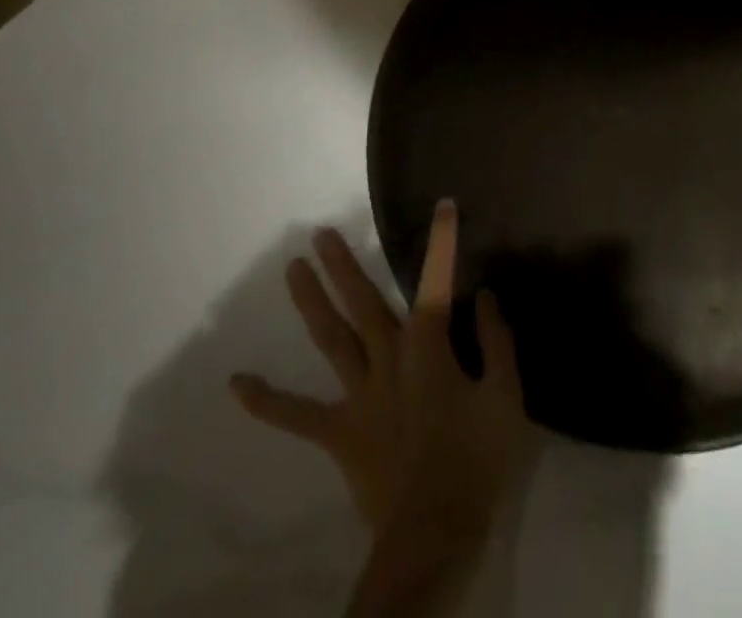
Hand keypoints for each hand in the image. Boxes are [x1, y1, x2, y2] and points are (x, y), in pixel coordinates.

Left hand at [231, 200, 534, 549]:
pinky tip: (237, 383)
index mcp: (428, 345)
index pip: (438, 279)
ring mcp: (358, 394)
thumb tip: (485, 296)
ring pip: (330, 339)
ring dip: (310, 302)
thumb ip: (496, 341)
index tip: (444, 205)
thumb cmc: (475, 461)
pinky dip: (266, 401)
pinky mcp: (338, 432)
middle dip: (343, 264)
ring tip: (292, 268)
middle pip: (362, 302)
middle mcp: (387, 358)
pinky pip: (296, 416)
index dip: (443, 240)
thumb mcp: (505, 397)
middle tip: (321, 232)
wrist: (434, 535)